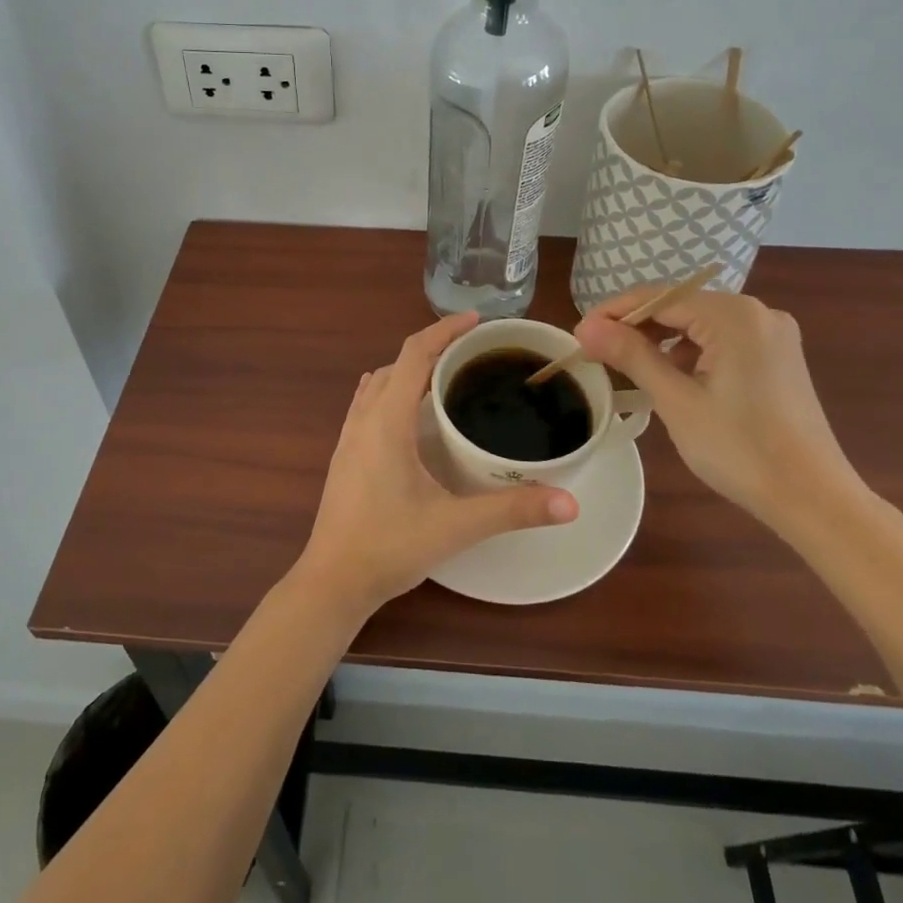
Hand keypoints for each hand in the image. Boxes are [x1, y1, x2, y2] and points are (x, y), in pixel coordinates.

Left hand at [295, 313, 577, 615]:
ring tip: (447, 376)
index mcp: (387, 421)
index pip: (414, 355)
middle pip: (397, 363)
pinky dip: (392, 390)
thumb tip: (570, 503)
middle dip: (433, 348)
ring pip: (379, 382)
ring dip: (410, 369)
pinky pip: (368, 403)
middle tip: (474, 353)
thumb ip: (512, 511)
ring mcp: (349, 436)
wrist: (332, 581)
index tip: (477, 320)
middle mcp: (364, 418)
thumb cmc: (389, 546)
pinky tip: (408, 411)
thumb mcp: (455, 526)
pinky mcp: (344, 454)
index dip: (445, 331)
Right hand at [574, 286, 864, 530]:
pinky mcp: (777, 356)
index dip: (614, 312)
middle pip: (680, 306)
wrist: (814, 499)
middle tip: (596, 352)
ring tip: (627, 366)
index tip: (579, 334)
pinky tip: (670, 377)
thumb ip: (631, 355)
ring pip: (699, 324)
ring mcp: (772, 334)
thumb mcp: (676, 400)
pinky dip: (690, 352)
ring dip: (661, 340)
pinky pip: (721, 340)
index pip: (659, 297)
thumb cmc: (740, 450)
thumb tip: (585, 326)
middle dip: (636, 326)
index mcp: (734, 316)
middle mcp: (757, 312)